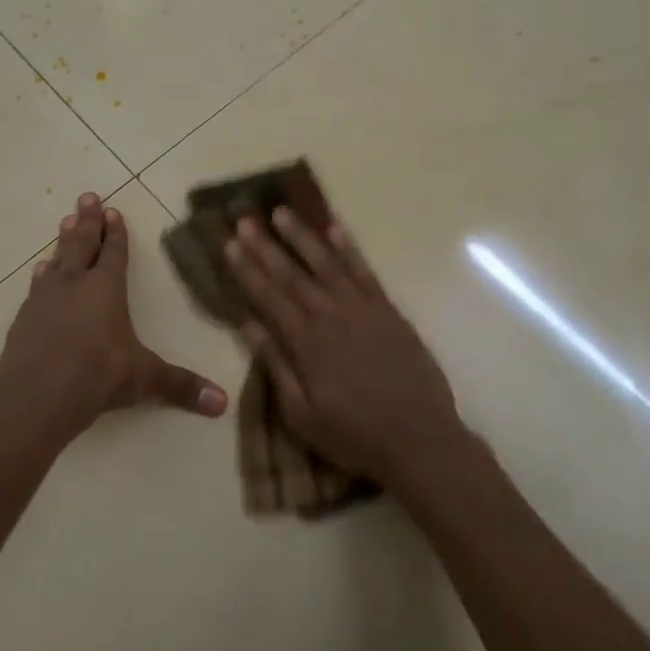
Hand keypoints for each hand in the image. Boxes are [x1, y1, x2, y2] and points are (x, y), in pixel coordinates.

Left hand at [0, 191, 227, 439]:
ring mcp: (45, 298)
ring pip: (57, 259)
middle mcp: (75, 284)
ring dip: (63, 240)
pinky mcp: (24, 318)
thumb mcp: (145, 379)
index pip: (114, 252)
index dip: (116, 232)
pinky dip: (42, 274)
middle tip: (87, 196)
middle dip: (88, 220)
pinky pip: (37, 285)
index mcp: (106, 288)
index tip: (114, 210)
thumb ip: (181, 386)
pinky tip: (40, 271)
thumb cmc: (97, 376)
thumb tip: (223, 404)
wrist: (35, 396)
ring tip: (66, 222)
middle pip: (82, 244)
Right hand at [225, 209, 463, 486]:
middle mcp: (330, 315)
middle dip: (265, 246)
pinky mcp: (388, 310)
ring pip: (326, 263)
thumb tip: (248, 323)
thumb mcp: (301, 413)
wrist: (420, 438)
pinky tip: (334, 227)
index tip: (229, 243)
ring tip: (282, 212)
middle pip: (291, 274)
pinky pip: (364, 271)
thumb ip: (275, 364)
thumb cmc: (354, 434)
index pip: (268, 296)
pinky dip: (348, 247)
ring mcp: (362, 309)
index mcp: (305, 342)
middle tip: (245, 219)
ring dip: (302, 236)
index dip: (247, 269)